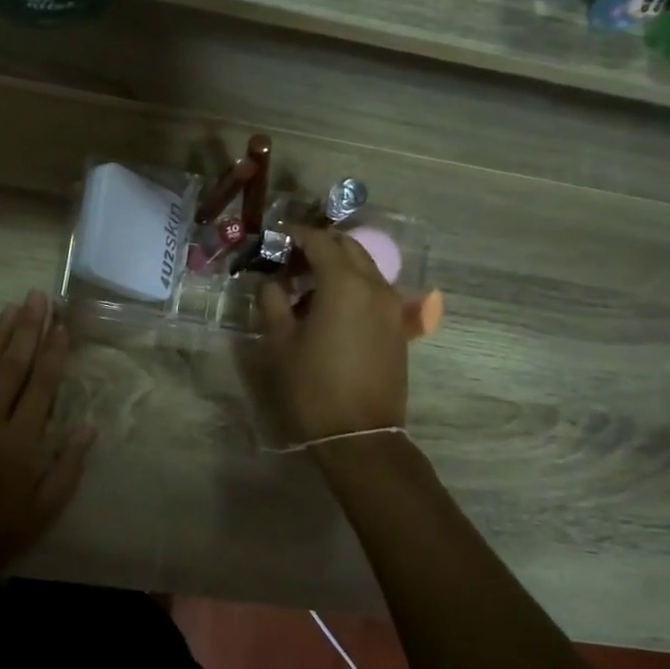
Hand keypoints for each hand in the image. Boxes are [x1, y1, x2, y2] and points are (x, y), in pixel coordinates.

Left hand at [0, 291, 95, 597]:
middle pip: (13, 365)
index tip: (61, 324)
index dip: (53, 352)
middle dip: (28, 328)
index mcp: (21, 442)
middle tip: (38, 297)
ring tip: (11, 307)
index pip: (42, 385)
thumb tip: (89, 426)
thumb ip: (67, 468)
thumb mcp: (41, 513)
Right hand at [259, 226, 408, 442]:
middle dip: (320, 246)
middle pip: (349, 248)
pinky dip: (352, 286)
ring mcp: (391, 306)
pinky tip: (330, 308)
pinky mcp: (397, 326)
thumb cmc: (313, 386)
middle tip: (291, 260)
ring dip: (338, 266)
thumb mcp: (281, 342)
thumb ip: (273, 301)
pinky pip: (374, 290)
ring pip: (365, 268)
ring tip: (307, 286)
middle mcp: (375, 286)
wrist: (360, 434)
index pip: (321, 241)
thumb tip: (271, 282)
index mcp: (345, 283)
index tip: (276, 238)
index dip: (297, 235)